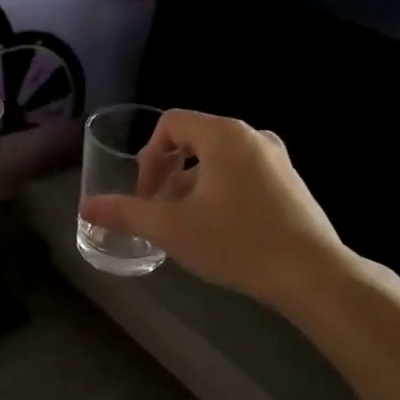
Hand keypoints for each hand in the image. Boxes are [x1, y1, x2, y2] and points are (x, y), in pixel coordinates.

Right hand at [79, 110, 347, 308]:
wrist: (313, 275)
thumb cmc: (237, 242)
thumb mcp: (172, 228)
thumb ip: (126, 213)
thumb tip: (86, 207)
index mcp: (224, 135)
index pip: (170, 124)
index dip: (148, 157)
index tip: (146, 195)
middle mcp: (252, 136)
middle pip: (194, 139)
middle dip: (168, 173)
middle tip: (160, 211)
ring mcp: (276, 159)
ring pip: (218, 160)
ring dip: (192, 186)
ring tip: (187, 225)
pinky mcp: (291, 183)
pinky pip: (242, 174)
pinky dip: (220, 192)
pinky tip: (221, 231)